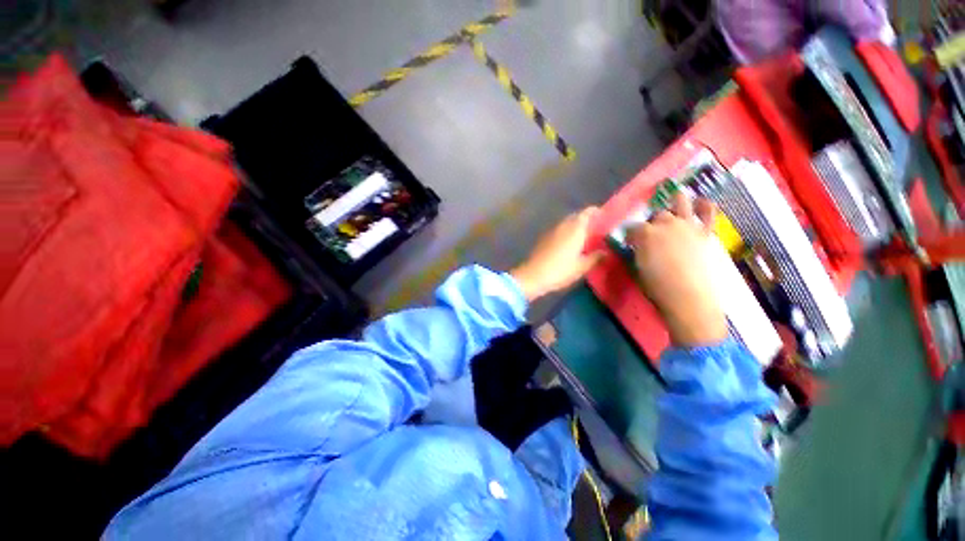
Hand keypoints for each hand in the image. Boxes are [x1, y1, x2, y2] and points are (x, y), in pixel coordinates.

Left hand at [511, 207, 604, 301]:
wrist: (533, 276)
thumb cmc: (560, 270)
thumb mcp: (581, 267)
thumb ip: (595, 257)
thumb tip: (606, 252)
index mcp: (574, 229)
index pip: (586, 213)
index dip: (595, 212)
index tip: (604, 215)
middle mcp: (562, 226)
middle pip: (576, 216)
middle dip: (586, 219)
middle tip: (596, 228)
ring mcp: (551, 231)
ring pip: (566, 223)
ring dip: (575, 226)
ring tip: (584, 236)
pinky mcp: (543, 239)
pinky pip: (558, 230)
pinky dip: (566, 232)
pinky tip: (569, 243)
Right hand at [627, 194, 727, 346]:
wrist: (688, 298)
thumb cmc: (657, 286)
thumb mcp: (638, 267)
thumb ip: (637, 250)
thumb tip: (636, 245)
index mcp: (645, 233)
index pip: (632, 228)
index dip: (630, 234)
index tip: (630, 242)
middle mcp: (665, 223)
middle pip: (656, 215)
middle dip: (653, 222)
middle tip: (652, 232)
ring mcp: (687, 225)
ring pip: (680, 202)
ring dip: (675, 201)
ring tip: (674, 201)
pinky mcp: (705, 232)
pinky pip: (708, 212)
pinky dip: (705, 205)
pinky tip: (701, 202)